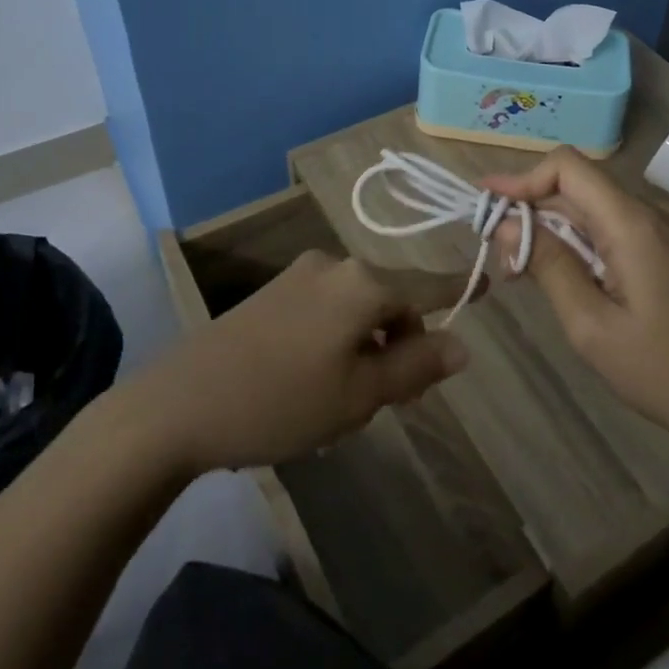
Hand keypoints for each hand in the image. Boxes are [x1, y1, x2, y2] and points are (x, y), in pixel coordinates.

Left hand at [136, 251, 469, 473]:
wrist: (178, 403)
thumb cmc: (280, 402)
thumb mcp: (358, 395)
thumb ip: (415, 366)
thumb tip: (461, 345)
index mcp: (362, 282)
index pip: (427, 285)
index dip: (460, 289)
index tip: (489, 283)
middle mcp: (334, 265)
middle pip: (390, 298)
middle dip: (402, 341)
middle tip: (393, 401)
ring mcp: (300, 276)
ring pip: (358, 307)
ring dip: (369, 344)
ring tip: (347, 400)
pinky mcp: (273, 293)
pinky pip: (327, 309)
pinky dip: (340, 338)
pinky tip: (316, 382)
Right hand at [484, 147, 668, 451]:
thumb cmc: (665, 372)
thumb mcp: (591, 326)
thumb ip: (548, 266)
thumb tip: (507, 223)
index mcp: (633, 224)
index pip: (568, 166)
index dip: (522, 178)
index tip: (487, 204)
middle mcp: (654, 213)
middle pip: (580, 189)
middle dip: (533, 212)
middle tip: (502, 256)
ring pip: (598, 210)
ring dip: (559, 230)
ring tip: (529, 273)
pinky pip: (621, 229)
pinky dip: (587, 242)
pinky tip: (574, 278)